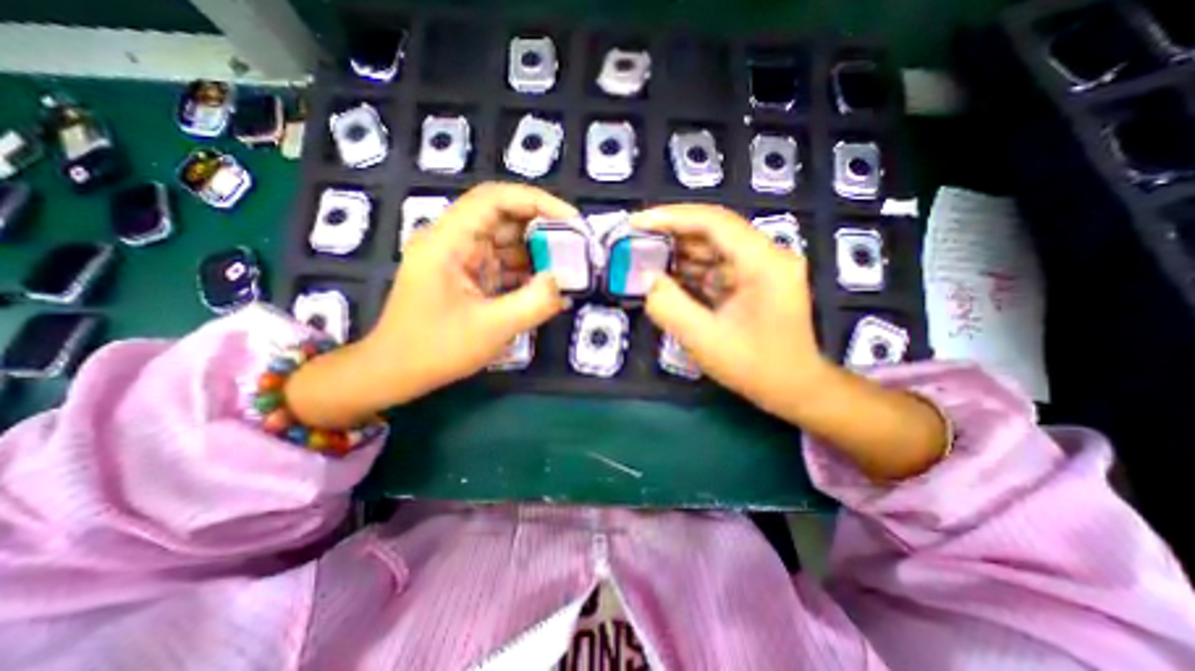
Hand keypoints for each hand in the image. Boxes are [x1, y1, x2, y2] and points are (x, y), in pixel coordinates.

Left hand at [364, 182, 574, 397]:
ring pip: (506, 242)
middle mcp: (453, 241)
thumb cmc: (436, 350)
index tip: (572, 221)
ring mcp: (460, 259)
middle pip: (504, 218)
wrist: (396, 372)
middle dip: (543, 230)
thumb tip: (560, 281)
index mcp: (448, 241)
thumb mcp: (492, 328)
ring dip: (537, 254)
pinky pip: (502, 264)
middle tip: (576, 248)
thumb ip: (533, 302)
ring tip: (567, 271)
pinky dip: (526, 273)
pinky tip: (546, 288)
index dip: (537, 202)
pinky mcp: (468, 276)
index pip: (495, 199)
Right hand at [635, 205, 943, 480]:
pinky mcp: (753, 281)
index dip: (671, 217)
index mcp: (764, 262)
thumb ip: (670, 307)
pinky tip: (667, 277)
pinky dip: (690, 270)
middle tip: (635, 241)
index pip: (714, 222)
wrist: (795, 388)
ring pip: (713, 247)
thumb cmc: (755, 367)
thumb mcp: (705, 340)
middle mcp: (766, 255)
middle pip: (713, 230)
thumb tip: (648, 279)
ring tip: (644, 259)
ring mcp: (761, 268)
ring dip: (679, 252)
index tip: (636, 222)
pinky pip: (717, 266)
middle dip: (671, 234)